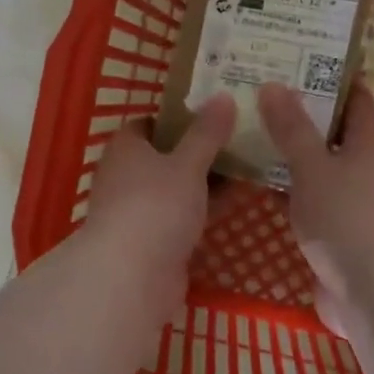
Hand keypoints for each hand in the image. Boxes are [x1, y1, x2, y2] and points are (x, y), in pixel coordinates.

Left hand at [83, 94, 236, 319]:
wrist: (133, 276)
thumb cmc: (156, 206)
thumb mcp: (188, 164)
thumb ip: (207, 133)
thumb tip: (222, 96)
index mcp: (126, 148)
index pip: (150, 122)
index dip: (179, 115)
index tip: (214, 111)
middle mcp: (126, 175)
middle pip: (166, 155)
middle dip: (200, 148)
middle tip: (240, 136)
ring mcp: (139, 210)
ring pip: (177, 187)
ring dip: (206, 180)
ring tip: (248, 164)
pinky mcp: (153, 240)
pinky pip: (182, 215)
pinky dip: (204, 208)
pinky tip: (237, 200)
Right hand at [257, 83, 373, 331]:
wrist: (373, 292)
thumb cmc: (346, 218)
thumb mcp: (313, 167)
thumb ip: (292, 128)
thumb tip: (274, 83)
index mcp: (371, 141)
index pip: (356, 96)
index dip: (331, 76)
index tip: (298, 59)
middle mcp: (371, 165)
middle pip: (338, 129)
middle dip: (307, 112)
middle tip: (265, 92)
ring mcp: (361, 200)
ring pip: (326, 164)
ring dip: (299, 151)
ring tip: (258, 131)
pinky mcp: (347, 229)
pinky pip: (319, 195)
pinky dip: (297, 185)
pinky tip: (268, 183)